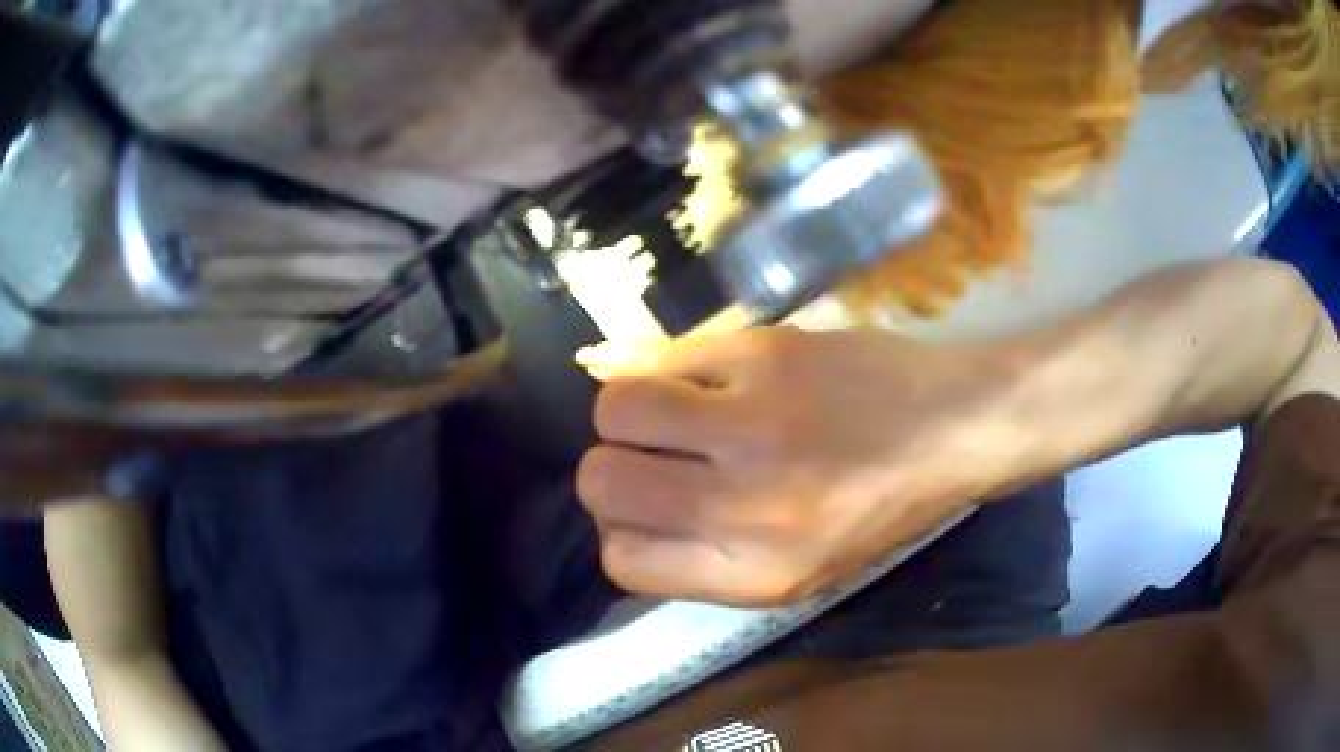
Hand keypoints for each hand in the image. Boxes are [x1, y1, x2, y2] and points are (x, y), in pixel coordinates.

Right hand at [576, 327, 1037, 606]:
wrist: (957, 427)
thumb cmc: (884, 509)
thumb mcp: (801, 571)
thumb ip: (705, 558)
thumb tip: (620, 522)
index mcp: (757, 573)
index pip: (623, 561)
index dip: (623, 532)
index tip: (650, 512)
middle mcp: (746, 506)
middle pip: (601, 483)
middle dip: (612, 469)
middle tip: (655, 454)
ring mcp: (754, 420)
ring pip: (616, 406)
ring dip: (629, 408)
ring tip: (673, 408)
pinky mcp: (765, 351)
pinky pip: (665, 353)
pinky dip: (668, 364)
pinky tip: (705, 374)